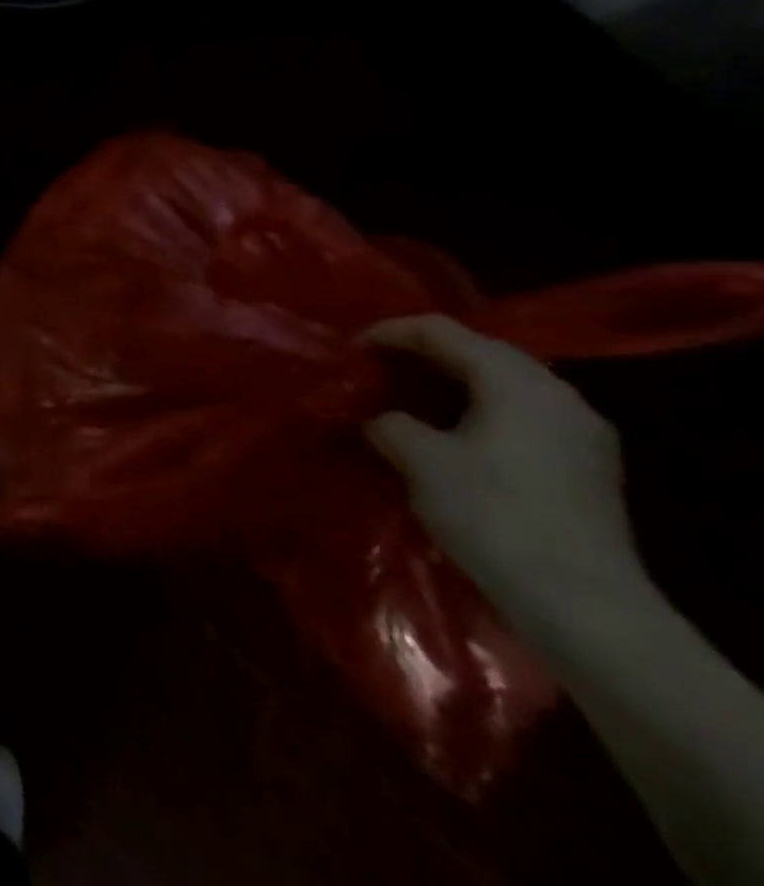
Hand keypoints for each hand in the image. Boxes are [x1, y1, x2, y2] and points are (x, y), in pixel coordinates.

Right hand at [365, 316, 640, 630]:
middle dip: (424, 354)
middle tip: (378, 368)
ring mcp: (582, 432)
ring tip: (409, 398)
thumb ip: (391, 423)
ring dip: (454, 383)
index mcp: (516, 381)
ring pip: (505, 384)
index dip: (389, 332)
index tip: (350, 350)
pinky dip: (480, 410)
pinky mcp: (588, 467)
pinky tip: (453, 434)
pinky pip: (523, 415)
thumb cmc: (493, 516)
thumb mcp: (420, 460)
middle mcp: (557, 394)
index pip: (442, 332)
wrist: (584, 607)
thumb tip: (380, 417)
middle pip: (481, 351)